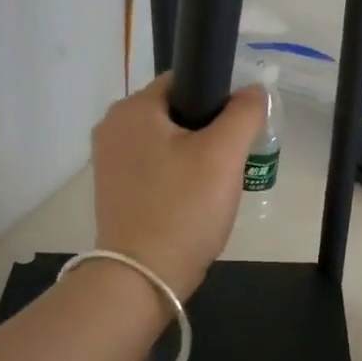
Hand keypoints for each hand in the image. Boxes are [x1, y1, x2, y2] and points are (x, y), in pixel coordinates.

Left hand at [91, 75, 265, 299]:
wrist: (141, 280)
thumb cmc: (183, 208)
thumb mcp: (224, 154)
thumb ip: (244, 112)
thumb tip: (253, 90)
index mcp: (132, 108)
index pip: (184, 80)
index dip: (219, 97)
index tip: (240, 129)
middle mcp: (112, 127)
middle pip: (176, 111)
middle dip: (209, 131)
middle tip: (232, 161)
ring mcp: (108, 161)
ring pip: (167, 141)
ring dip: (195, 155)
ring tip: (216, 185)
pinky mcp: (113, 190)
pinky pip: (154, 168)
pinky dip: (177, 176)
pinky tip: (194, 201)